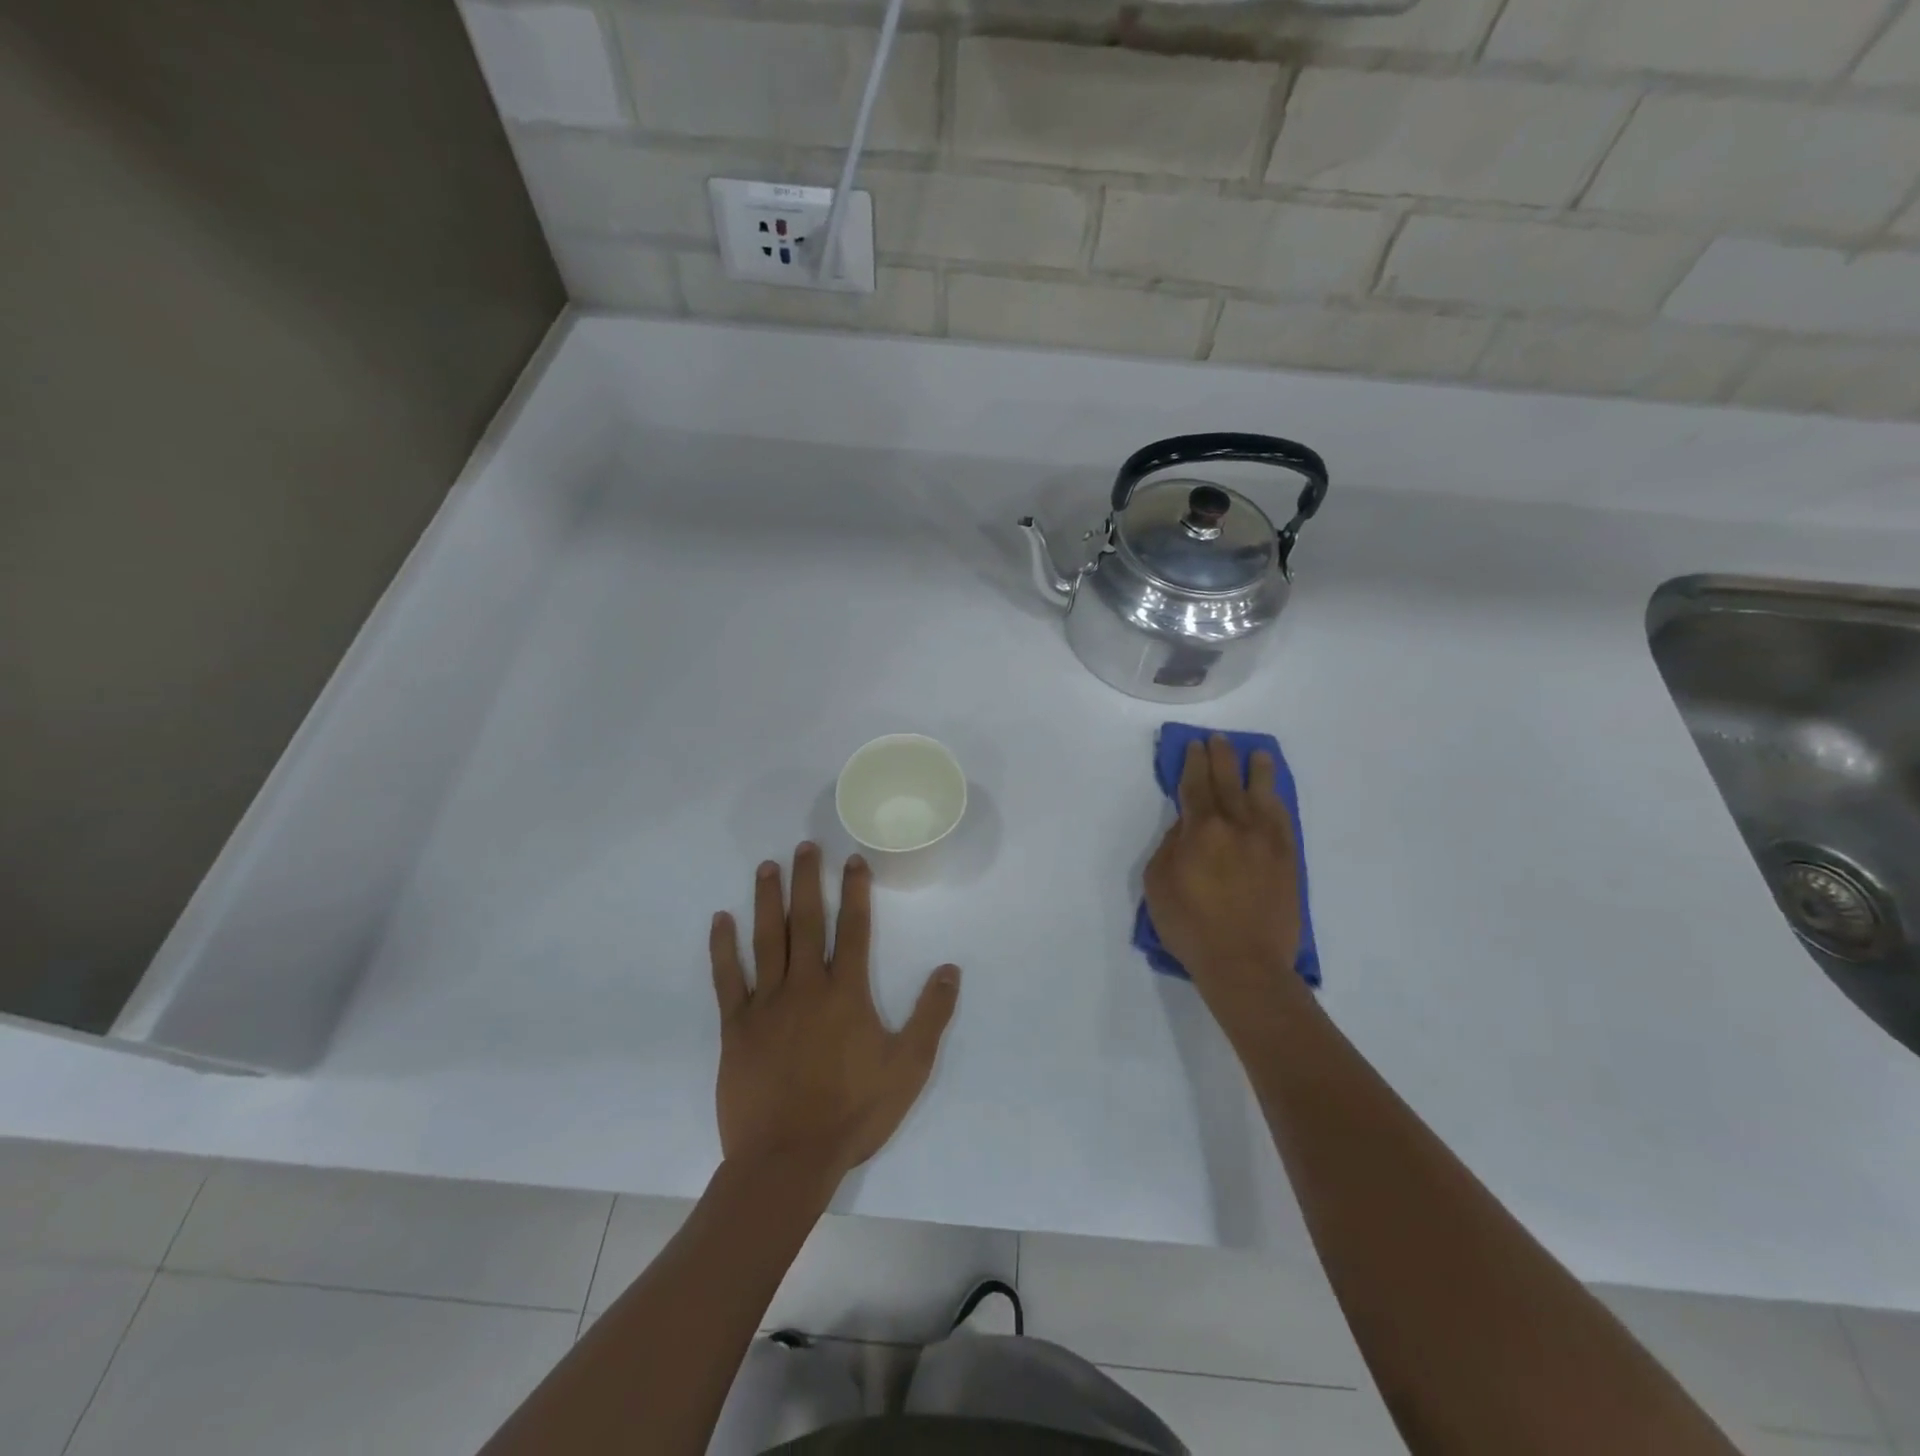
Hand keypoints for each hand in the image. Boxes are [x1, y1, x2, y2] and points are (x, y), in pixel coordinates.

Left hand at [709, 843, 960, 1182]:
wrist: (788, 1160)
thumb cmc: (854, 1113)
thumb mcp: (909, 1068)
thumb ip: (931, 1016)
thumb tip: (949, 970)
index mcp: (847, 992)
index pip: (853, 928)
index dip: (854, 890)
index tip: (852, 860)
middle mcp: (806, 986)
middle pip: (806, 921)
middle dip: (807, 880)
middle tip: (804, 847)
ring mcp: (767, 1003)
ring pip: (767, 939)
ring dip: (767, 899)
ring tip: (767, 866)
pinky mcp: (736, 1026)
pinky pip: (727, 978)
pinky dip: (723, 946)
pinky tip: (721, 919)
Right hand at [1144, 736, 1306, 1030]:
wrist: (1244, 964)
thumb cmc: (1190, 926)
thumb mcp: (1158, 884)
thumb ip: (1170, 846)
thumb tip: (1186, 826)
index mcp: (1202, 829)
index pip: (1196, 785)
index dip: (1193, 762)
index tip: (1194, 745)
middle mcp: (1237, 825)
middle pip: (1228, 782)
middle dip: (1222, 757)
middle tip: (1219, 740)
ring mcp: (1267, 841)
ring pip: (1263, 795)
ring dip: (1258, 771)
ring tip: (1258, 755)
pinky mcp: (1288, 860)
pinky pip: (1283, 820)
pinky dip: (1277, 802)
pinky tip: (1274, 795)